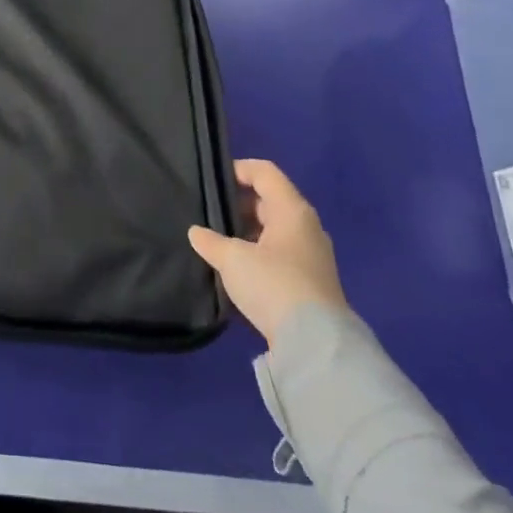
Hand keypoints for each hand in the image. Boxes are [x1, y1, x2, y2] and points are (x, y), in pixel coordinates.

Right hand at [188, 159, 346, 346]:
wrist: (316, 343)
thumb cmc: (273, 284)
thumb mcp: (232, 259)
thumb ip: (211, 241)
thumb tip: (196, 232)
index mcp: (292, 210)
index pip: (265, 172)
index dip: (238, 169)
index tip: (212, 179)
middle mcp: (307, 227)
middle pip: (270, 200)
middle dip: (239, 203)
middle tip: (209, 212)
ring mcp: (312, 255)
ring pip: (275, 229)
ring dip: (248, 231)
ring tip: (219, 241)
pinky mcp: (312, 281)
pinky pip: (280, 253)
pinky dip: (259, 252)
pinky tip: (238, 267)